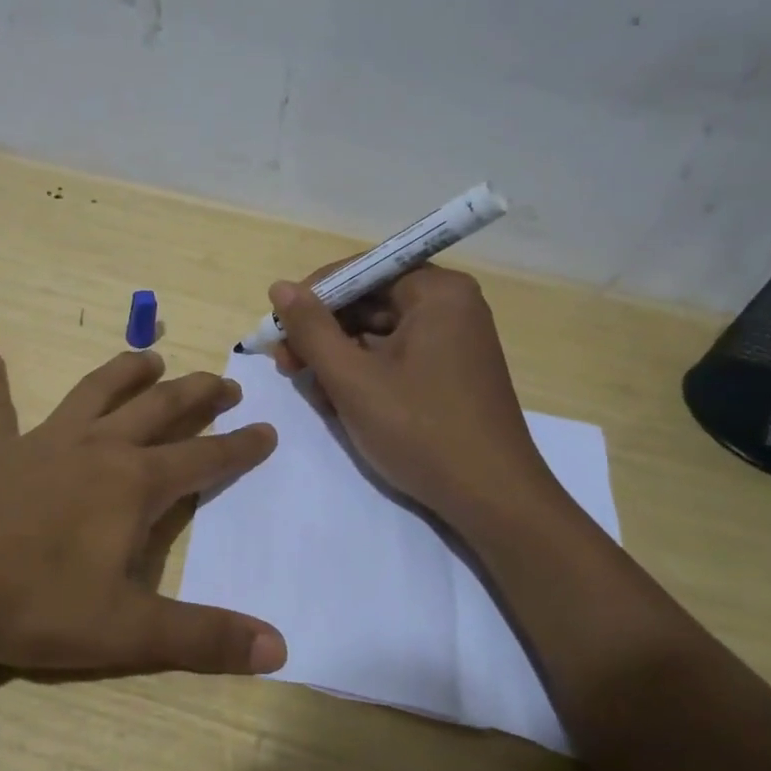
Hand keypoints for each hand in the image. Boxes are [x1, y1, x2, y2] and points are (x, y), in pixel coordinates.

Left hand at [0, 346, 286, 678]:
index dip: (239, 447)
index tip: (267, 428)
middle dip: (195, 395)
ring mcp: (38, 444)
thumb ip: (202, 639)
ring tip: (149, 357)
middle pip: (157, 411)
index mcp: (132, 485)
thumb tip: (279, 649)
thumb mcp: (123, 629)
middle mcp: (93, 450)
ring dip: (124, 373)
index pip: (202, 459)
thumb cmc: (29, 598)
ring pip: (93, 394)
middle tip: (223, 383)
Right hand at [268, 266, 563, 522]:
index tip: (278, 327)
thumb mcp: (353, 379)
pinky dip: (364, 374)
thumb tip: (280, 286)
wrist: (492, 499)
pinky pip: (396, 357)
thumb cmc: (420, 430)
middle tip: (285, 363)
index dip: (313, 296)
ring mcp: (454, 341)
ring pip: (378, 334)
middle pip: (369, 302)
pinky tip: (339, 402)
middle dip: (323, 332)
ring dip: (338, 357)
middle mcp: (451, 306)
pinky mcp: (450, 373)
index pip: (361, 271)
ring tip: (310, 389)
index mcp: (437, 292)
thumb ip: (311, 329)